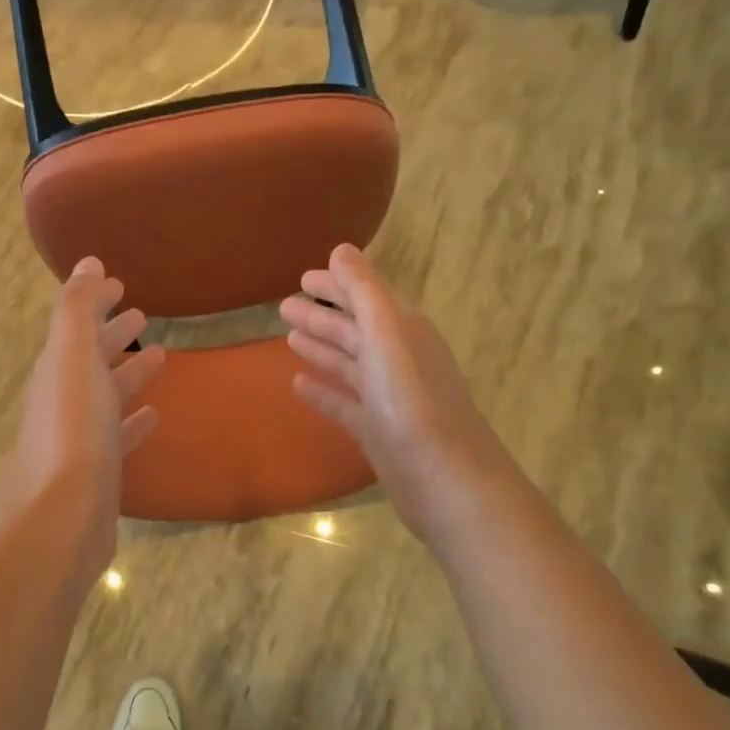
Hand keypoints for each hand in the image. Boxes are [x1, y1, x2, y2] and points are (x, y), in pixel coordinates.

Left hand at [7, 258, 165, 581]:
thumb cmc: (72, 428)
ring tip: (161, 354)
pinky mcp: (98, 471)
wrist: (62, 514)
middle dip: (113, 334)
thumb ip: (78, 309)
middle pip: (90, 359)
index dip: (95, 303)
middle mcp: (63, 400)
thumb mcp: (73, 358)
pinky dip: (133, 420)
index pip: (76, 326)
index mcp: (56, 369)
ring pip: (106, 395)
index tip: (120, 284)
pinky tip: (153, 414)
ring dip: (128, 373)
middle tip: (141, 314)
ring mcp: (80, 438)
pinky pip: (118, 435)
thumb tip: (87, 262)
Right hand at [280, 244, 508, 543]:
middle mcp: (397, 359)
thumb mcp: (387, 334)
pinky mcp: (377, 432)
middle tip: (284, 305)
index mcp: (403, 331)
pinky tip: (299, 384)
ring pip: (348, 364)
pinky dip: (323, 391)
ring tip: (288, 337)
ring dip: (321, 348)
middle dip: (322, 316)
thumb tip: (341, 250)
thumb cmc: (412, 400)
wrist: (444, 479)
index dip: (337, 284)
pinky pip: (344, 403)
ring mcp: (387, 398)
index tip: (303, 276)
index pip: (367, 297)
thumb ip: (363, 291)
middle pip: (355, 329)